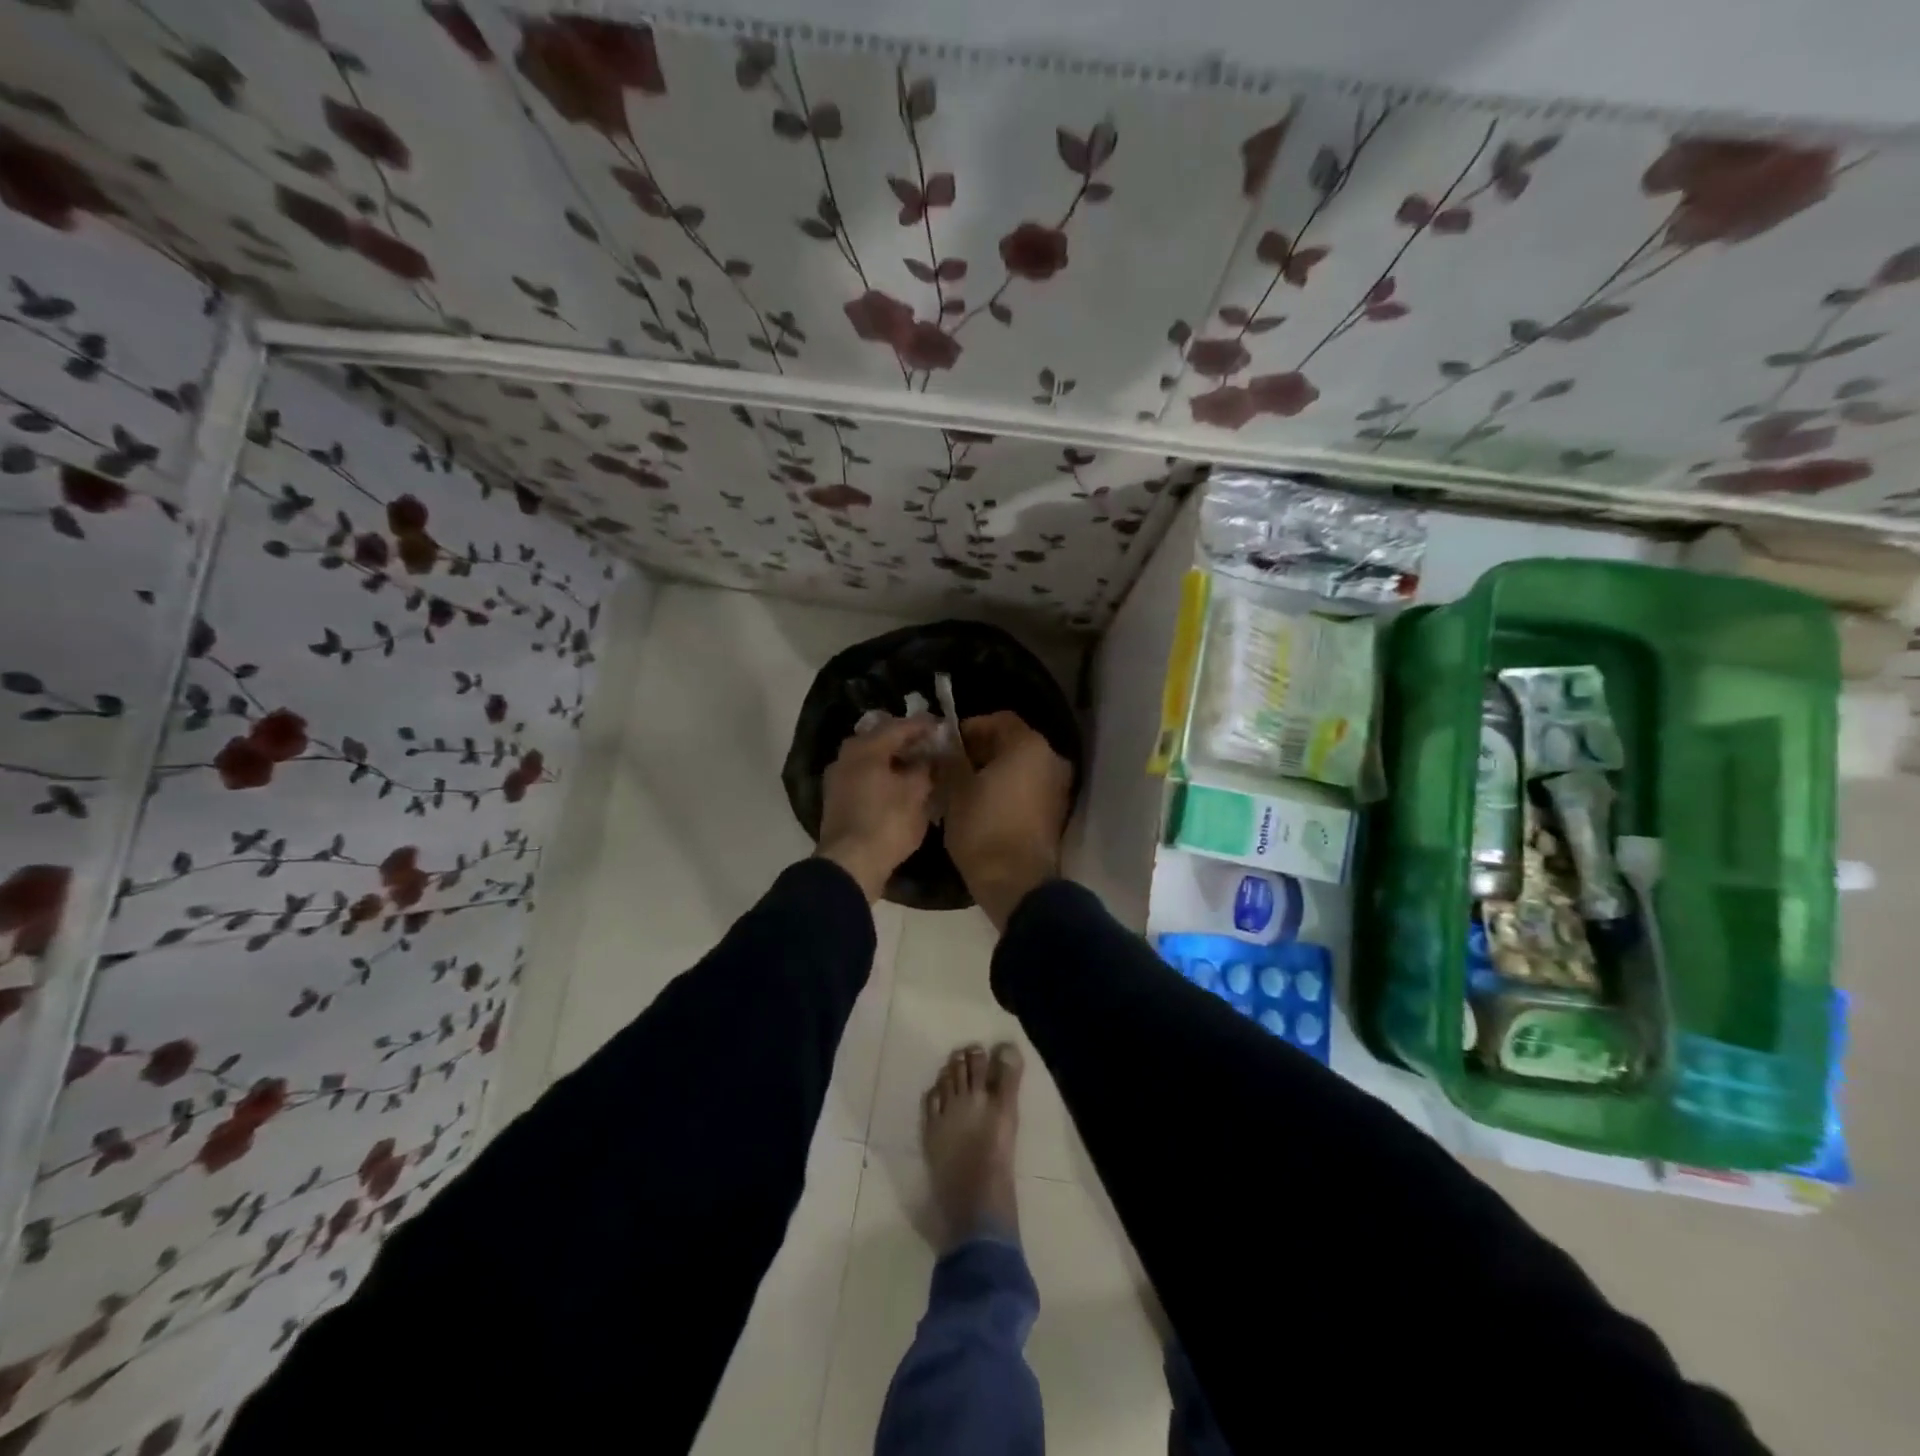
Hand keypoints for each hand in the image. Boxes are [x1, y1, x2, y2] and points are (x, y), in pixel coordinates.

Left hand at [817, 717, 937, 901]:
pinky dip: (881, 776)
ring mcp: (837, 779)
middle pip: (880, 739)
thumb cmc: (887, 823)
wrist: (849, 864)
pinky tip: (897, 786)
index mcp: (866, 748)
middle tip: (928, 744)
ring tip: (916, 766)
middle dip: (905, 741)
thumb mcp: (917, 794)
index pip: (899, 727)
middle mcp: (847, 756)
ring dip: (892, 760)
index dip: (923, 725)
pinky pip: (863, 777)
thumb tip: (930, 758)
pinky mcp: (836, 800)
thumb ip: (925, 769)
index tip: (941, 725)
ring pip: (870, 759)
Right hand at [939, 711, 1072, 929]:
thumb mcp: (956, 790)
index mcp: (1029, 745)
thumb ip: (951, 760)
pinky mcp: (1056, 812)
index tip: (947, 746)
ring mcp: (1058, 787)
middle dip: (981, 751)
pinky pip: (1028, 788)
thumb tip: (946, 748)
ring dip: (994, 771)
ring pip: (1021, 766)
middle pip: (1012, 742)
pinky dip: (1008, 789)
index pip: (999, 719)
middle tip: (952, 767)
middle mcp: (1051, 759)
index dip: (970, 728)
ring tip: (964, 789)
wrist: (1017, 882)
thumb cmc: (984, 828)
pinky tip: (983, 805)